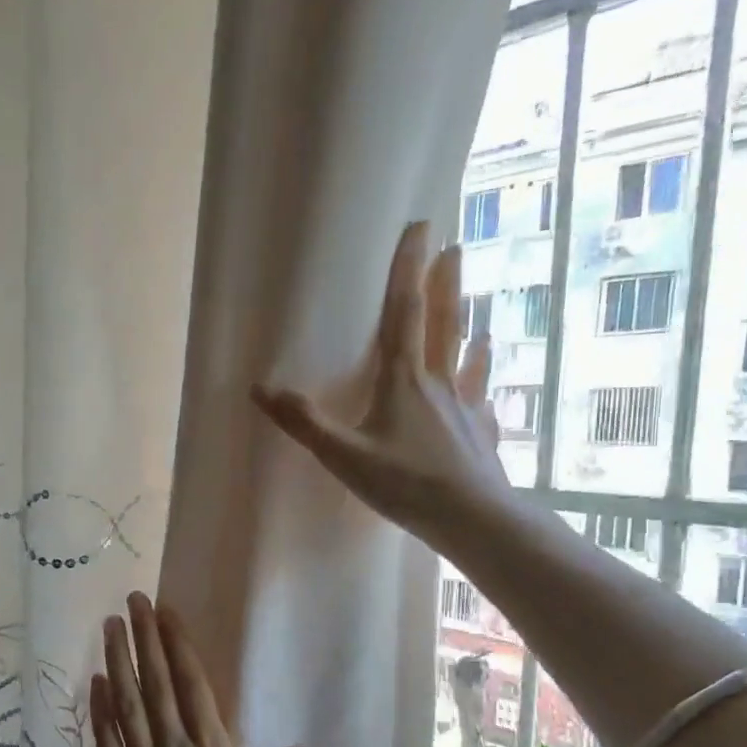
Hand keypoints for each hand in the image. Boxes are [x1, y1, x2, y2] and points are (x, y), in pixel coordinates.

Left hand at [91, 593, 307, 746]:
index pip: (191, 684)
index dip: (177, 644)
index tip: (165, 612)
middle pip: (155, 683)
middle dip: (144, 638)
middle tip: (132, 600)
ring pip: (127, 703)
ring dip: (117, 661)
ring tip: (109, 625)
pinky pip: (106, 740)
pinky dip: (100, 709)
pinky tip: (96, 681)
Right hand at [250, 220, 514, 556]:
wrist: (472, 518)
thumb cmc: (406, 483)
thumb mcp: (343, 455)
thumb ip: (303, 422)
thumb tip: (260, 388)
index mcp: (403, 380)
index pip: (405, 313)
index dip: (408, 270)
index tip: (420, 228)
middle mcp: (438, 383)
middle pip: (443, 323)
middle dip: (445, 283)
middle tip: (453, 247)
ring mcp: (465, 407)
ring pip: (466, 355)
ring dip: (468, 324)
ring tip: (476, 303)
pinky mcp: (481, 433)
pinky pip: (481, 397)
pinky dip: (482, 378)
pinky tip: (487, 377)